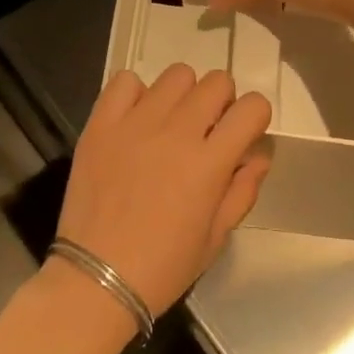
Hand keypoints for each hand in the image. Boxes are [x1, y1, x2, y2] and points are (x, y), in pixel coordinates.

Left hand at [54, 65, 272, 317]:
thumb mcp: (216, 237)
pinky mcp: (101, 123)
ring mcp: (135, 123)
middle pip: (217, 82)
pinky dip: (136, 94)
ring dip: (183, 95)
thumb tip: (257, 155)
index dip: (254, 117)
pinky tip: (135, 121)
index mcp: (209, 162)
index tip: (243, 135)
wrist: (96, 279)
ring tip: (170, 124)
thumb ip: (242, 190)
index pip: (252, 107)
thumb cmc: (163, 266)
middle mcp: (176, 132)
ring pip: (176, 74)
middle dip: (222, 102)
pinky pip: (125, 81)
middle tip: (207, 131)